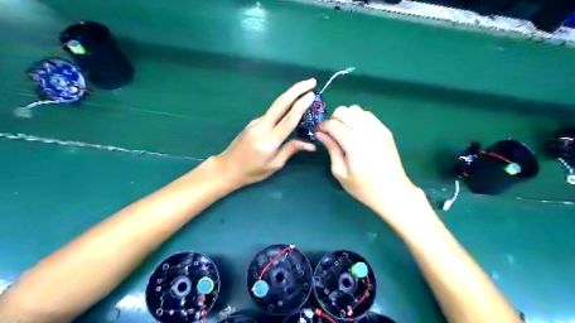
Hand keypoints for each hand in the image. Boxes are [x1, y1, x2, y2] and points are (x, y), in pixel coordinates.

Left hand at [212, 79, 315, 188]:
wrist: (227, 168)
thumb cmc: (252, 171)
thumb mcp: (274, 165)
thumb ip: (291, 150)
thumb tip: (311, 144)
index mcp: (270, 140)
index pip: (289, 118)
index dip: (302, 105)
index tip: (312, 94)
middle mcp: (262, 126)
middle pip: (281, 103)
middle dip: (297, 89)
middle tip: (311, 81)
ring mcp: (256, 122)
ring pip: (276, 105)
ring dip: (291, 95)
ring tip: (305, 92)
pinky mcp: (253, 122)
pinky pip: (271, 113)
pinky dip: (283, 107)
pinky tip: (291, 108)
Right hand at [317, 108, 421, 213]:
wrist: (392, 192)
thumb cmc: (363, 187)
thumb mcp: (340, 172)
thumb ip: (331, 149)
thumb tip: (320, 134)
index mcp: (354, 143)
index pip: (333, 124)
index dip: (322, 126)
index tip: (317, 132)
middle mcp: (366, 131)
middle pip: (344, 111)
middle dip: (333, 119)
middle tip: (330, 133)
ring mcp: (378, 129)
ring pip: (356, 109)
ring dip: (346, 117)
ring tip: (344, 132)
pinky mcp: (385, 130)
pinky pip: (368, 115)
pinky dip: (358, 118)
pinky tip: (357, 132)